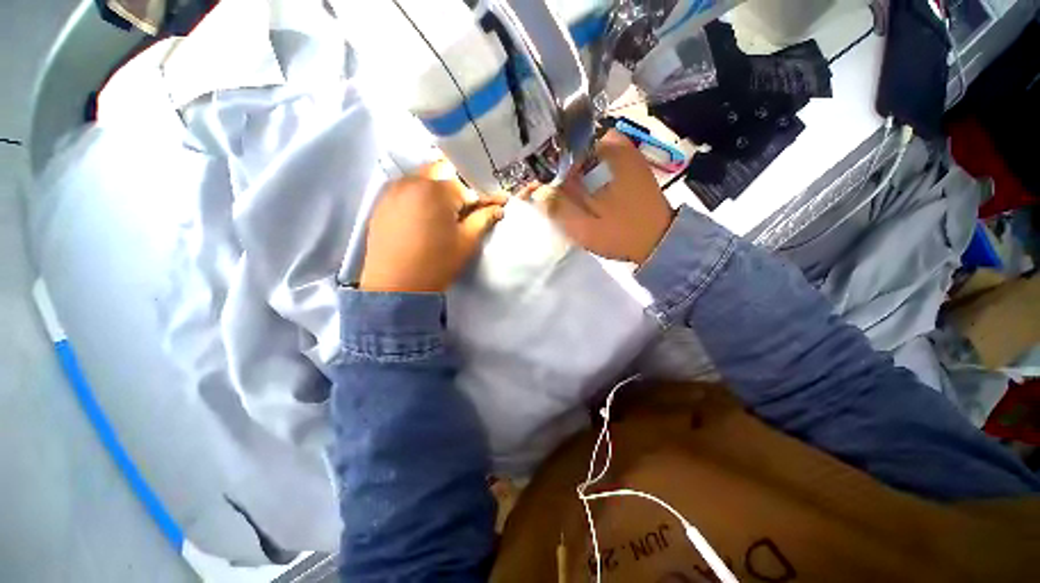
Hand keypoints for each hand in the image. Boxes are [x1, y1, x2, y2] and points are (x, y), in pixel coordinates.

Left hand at [360, 162, 506, 292]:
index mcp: (435, 191)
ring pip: (422, 180)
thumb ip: (483, 219)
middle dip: (458, 187)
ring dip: (438, 191)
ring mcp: (392, 191)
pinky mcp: (381, 204)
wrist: (397, 286)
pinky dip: (419, 197)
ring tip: (446, 213)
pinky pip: (405, 190)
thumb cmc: (437, 263)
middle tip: (467, 208)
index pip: (465, 184)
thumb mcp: (466, 241)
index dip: (480, 196)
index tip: (492, 204)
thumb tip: (498, 207)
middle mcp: (411, 182)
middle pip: (441, 173)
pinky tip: (424, 216)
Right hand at [524, 129, 673, 264]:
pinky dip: (577, 175)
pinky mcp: (624, 163)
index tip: (527, 187)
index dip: (538, 168)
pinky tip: (570, 192)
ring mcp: (620, 151)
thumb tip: (534, 190)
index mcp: (601, 151)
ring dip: (562, 173)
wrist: (659, 240)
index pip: (557, 147)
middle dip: (548, 170)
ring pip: (577, 155)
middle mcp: (611, 141)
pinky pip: (590, 163)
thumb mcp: (583, 226)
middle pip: (567, 148)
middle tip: (535, 192)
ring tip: (548, 194)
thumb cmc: (621, 233)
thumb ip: (556, 206)